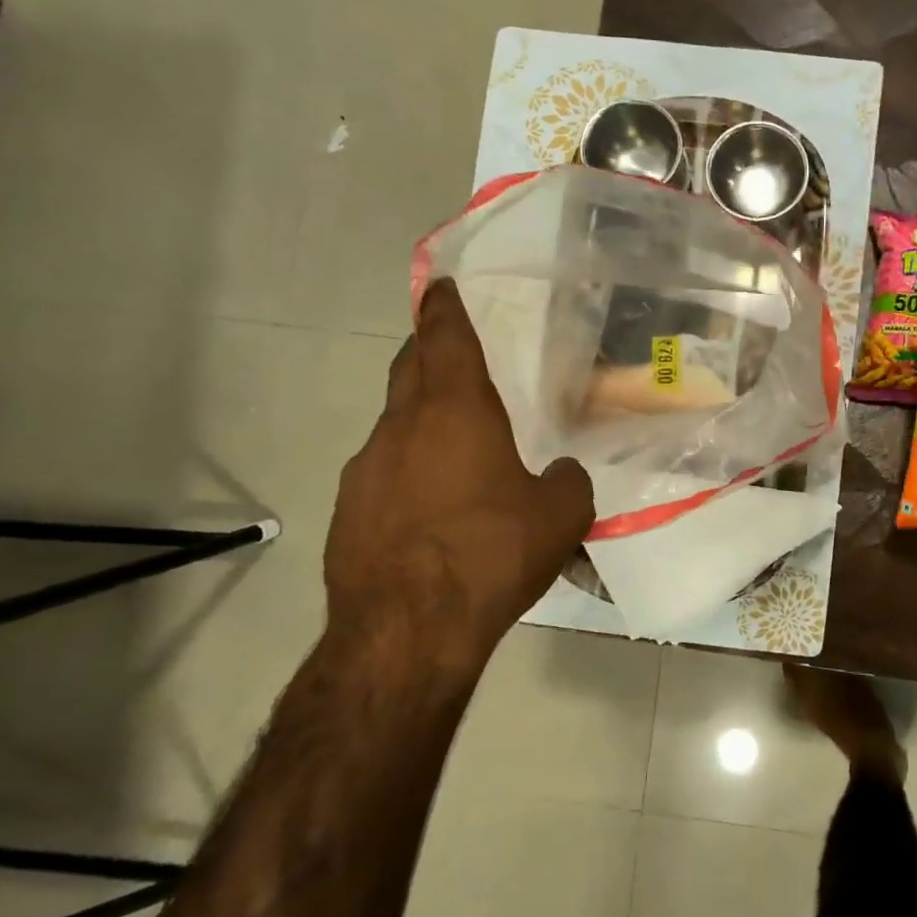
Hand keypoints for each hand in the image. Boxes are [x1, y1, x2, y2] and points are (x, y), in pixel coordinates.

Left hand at [326, 279, 593, 651]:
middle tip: (447, 351)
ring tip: (454, 450)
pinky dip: (408, 475)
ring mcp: (365, 471)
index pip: (446, 338)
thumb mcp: (560, 515)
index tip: (439, 285)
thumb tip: (562, 474)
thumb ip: (569, 482)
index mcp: (455, 412)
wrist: (408, 630)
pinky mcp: (348, 514)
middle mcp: (401, 428)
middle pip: (409, 370)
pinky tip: (432, 512)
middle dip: (427, 353)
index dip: (444, 307)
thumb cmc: (491, 553)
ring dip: (421, 423)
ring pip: (395, 427)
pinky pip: (384, 476)